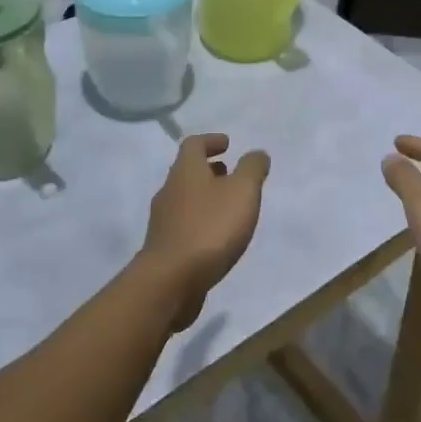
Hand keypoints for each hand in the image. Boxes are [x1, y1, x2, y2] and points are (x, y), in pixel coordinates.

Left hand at [138, 134, 268, 329]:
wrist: (170, 281)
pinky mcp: (164, 248)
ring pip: (185, 199)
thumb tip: (257, 153)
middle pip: (187, 172)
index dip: (211, 141)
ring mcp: (163, 221)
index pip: (193, 144)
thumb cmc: (209, 228)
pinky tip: (216, 238)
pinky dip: (200, 222)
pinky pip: (184, 225)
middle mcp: (169, 190)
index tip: (227, 144)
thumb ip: (252, 169)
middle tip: (230, 173)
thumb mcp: (242, 192)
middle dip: (209, 170)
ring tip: (228, 207)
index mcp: (185, 171)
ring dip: (205, 197)